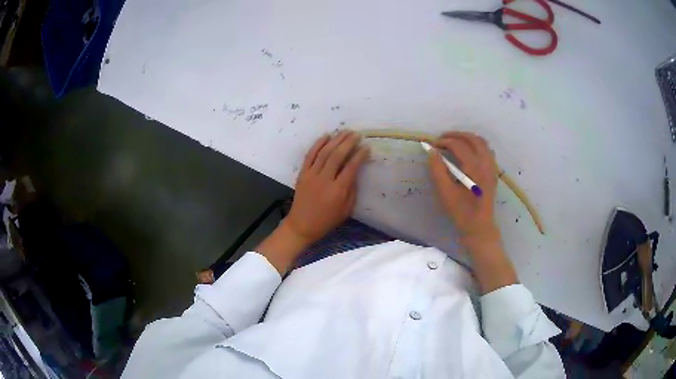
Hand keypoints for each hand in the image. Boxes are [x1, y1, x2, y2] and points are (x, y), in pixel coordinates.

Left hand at [285, 130, 369, 244]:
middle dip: (348, 142)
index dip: (360, 155)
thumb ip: (352, 190)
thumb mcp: (346, 210)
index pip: (351, 167)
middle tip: (356, 134)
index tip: (366, 147)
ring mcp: (312, 175)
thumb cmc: (327, 220)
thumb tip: (355, 172)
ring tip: (344, 131)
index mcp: (338, 191)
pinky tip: (326, 136)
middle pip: (338, 155)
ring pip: (324, 152)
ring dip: (335, 140)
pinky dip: (318, 144)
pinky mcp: (303, 173)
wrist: (302, 225)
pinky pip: (310, 155)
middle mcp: (325, 180)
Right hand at [428, 132, 500, 248]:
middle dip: (456, 135)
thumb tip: (432, 152)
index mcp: (475, 168)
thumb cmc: (461, 212)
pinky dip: (476, 145)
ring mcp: (492, 168)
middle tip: (442, 139)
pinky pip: (487, 150)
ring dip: (467, 138)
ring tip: (454, 142)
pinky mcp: (493, 172)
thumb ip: (437, 170)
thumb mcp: (445, 193)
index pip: (459, 146)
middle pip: (473, 139)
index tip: (432, 145)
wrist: (479, 228)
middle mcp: (486, 164)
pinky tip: (467, 152)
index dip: (444, 142)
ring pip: (482, 143)